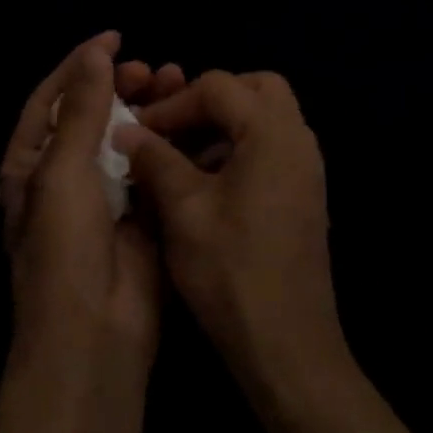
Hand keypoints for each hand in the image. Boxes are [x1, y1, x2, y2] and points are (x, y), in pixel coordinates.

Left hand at [0, 33, 185, 373]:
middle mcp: (64, 176)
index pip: (52, 99)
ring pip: (126, 139)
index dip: (80, 65)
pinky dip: (170, 142)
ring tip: (177, 82)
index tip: (115, 37)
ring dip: (148, 109)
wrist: (95, 331)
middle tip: (153, 68)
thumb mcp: (63, 170)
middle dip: (120, 85)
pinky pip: (153, 169)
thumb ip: (83, 109)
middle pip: (93, 115)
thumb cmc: (64, 245)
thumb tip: (95, 54)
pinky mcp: (140, 215)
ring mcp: (104, 197)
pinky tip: (192, 122)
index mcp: (29, 164)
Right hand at [112, 71, 344, 389]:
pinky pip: (272, 149)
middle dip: (208, 101)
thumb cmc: (231, 273)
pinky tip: (205, 187)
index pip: (219, 87)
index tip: (137, 132)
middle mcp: (299, 141)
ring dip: (222, 127)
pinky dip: (238, 150)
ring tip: (180, 160)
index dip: (172, 103)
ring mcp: (307, 169)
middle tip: (171, 131)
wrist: (287, 346)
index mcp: (273, 134)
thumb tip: (125, 129)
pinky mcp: (304, 195)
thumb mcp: (183, 211)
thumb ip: (154, 159)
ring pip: (265, 119)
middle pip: (255, 90)